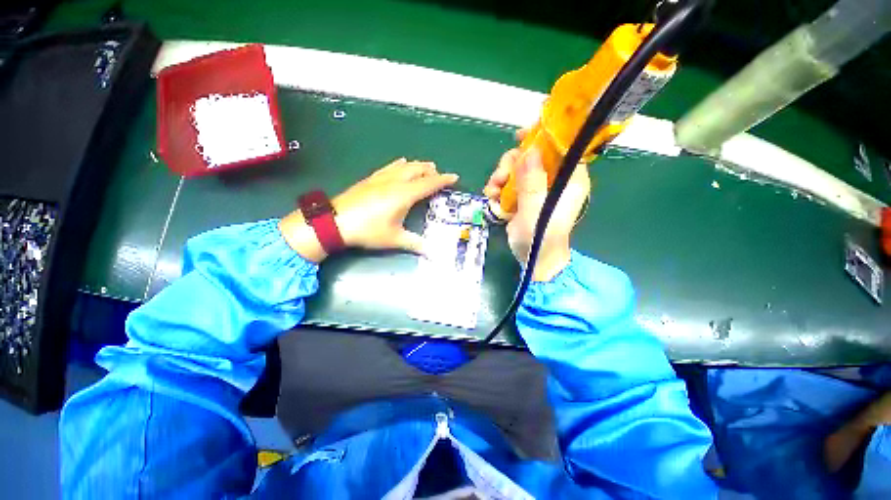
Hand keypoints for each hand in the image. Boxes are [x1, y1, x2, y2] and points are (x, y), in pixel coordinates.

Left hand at [280, 158, 458, 261]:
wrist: (335, 222)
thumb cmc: (368, 230)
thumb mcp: (394, 239)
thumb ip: (415, 244)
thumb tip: (433, 253)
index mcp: (404, 194)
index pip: (429, 183)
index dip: (444, 180)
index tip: (455, 177)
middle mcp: (395, 181)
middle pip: (417, 169)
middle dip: (431, 171)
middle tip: (440, 175)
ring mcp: (381, 178)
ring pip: (404, 165)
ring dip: (417, 165)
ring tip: (425, 167)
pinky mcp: (370, 179)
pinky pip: (390, 167)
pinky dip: (400, 165)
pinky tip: (400, 165)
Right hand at [484, 133, 589, 280]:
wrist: (534, 261)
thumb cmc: (541, 238)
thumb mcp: (535, 210)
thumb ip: (532, 182)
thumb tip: (529, 150)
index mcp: (569, 179)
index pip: (560, 147)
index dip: (542, 137)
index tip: (520, 137)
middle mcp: (554, 180)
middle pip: (532, 156)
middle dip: (511, 164)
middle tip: (499, 178)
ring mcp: (537, 189)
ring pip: (517, 169)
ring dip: (501, 177)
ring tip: (492, 192)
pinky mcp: (524, 198)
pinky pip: (509, 183)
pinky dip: (498, 188)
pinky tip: (492, 199)